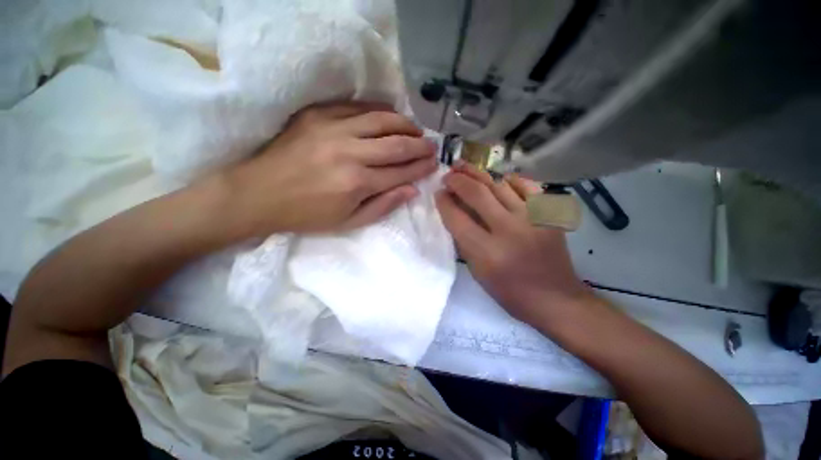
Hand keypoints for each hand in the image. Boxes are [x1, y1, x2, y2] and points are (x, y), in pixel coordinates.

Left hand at [218, 102, 437, 236]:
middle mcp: (349, 153)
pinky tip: (390, 115)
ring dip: (404, 124)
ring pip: (381, 119)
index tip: (434, 164)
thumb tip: (412, 190)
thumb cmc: (307, 215)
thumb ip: (384, 205)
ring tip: (416, 130)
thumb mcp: (349, 222)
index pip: (400, 172)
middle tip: (432, 146)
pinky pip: (357, 107)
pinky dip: (379, 110)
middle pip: (396, 143)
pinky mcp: (317, 114)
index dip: (421, 167)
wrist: (258, 194)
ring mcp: (332, 129)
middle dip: (420, 145)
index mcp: (357, 183)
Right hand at [435, 161, 592, 327]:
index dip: (444, 202)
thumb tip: (453, 213)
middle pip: (477, 194)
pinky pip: (527, 186)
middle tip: (447, 174)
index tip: (438, 193)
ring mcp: (533, 218)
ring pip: (499, 185)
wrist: (555, 298)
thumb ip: (463, 241)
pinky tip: (499, 179)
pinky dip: (510, 180)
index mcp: (487, 252)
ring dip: (478, 173)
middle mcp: (509, 231)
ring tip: (464, 167)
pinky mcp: (549, 214)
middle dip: (457, 180)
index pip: (457, 218)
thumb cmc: (509, 291)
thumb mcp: (477, 272)